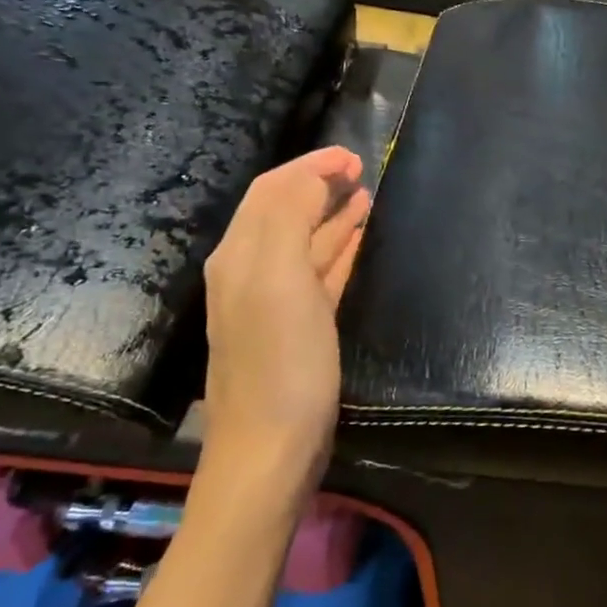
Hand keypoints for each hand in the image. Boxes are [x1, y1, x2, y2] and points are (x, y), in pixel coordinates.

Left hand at [198, 147, 369, 501]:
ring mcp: (274, 302)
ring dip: (331, 215)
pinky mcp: (298, 328)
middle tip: (361, 169)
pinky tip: (356, 242)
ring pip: (304, 242)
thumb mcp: (281, 280)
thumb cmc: (281, 363)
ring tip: (364, 196)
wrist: (270, 451)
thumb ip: (290, 220)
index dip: (309, 167)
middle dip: (319, 185)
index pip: (272, 192)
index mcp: (242, 255)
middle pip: (284, 212)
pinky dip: (337, 250)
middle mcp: (251, 271)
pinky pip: (319, 274)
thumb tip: (313, 179)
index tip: (353, 155)